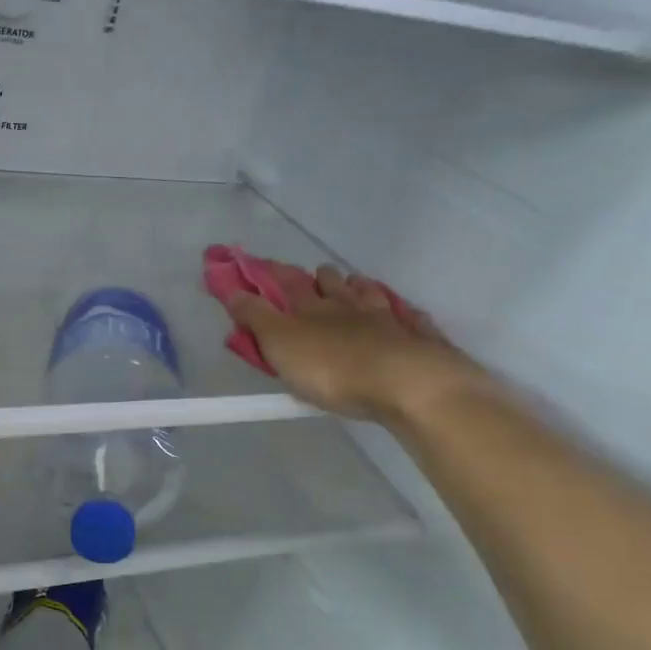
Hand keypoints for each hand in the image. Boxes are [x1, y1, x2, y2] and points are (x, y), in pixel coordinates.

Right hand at [223, 264, 490, 424]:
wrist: (409, 385)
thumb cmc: (333, 367)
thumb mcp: (279, 343)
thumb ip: (255, 316)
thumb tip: (232, 289)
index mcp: (312, 306)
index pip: (285, 282)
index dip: (268, 272)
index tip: (254, 264)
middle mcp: (349, 304)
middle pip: (331, 282)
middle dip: (318, 277)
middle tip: (312, 278)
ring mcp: (388, 318)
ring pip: (369, 293)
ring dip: (358, 288)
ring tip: (353, 288)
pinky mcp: (419, 339)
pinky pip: (409, 318)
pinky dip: (402, 313)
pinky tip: (403, 314)